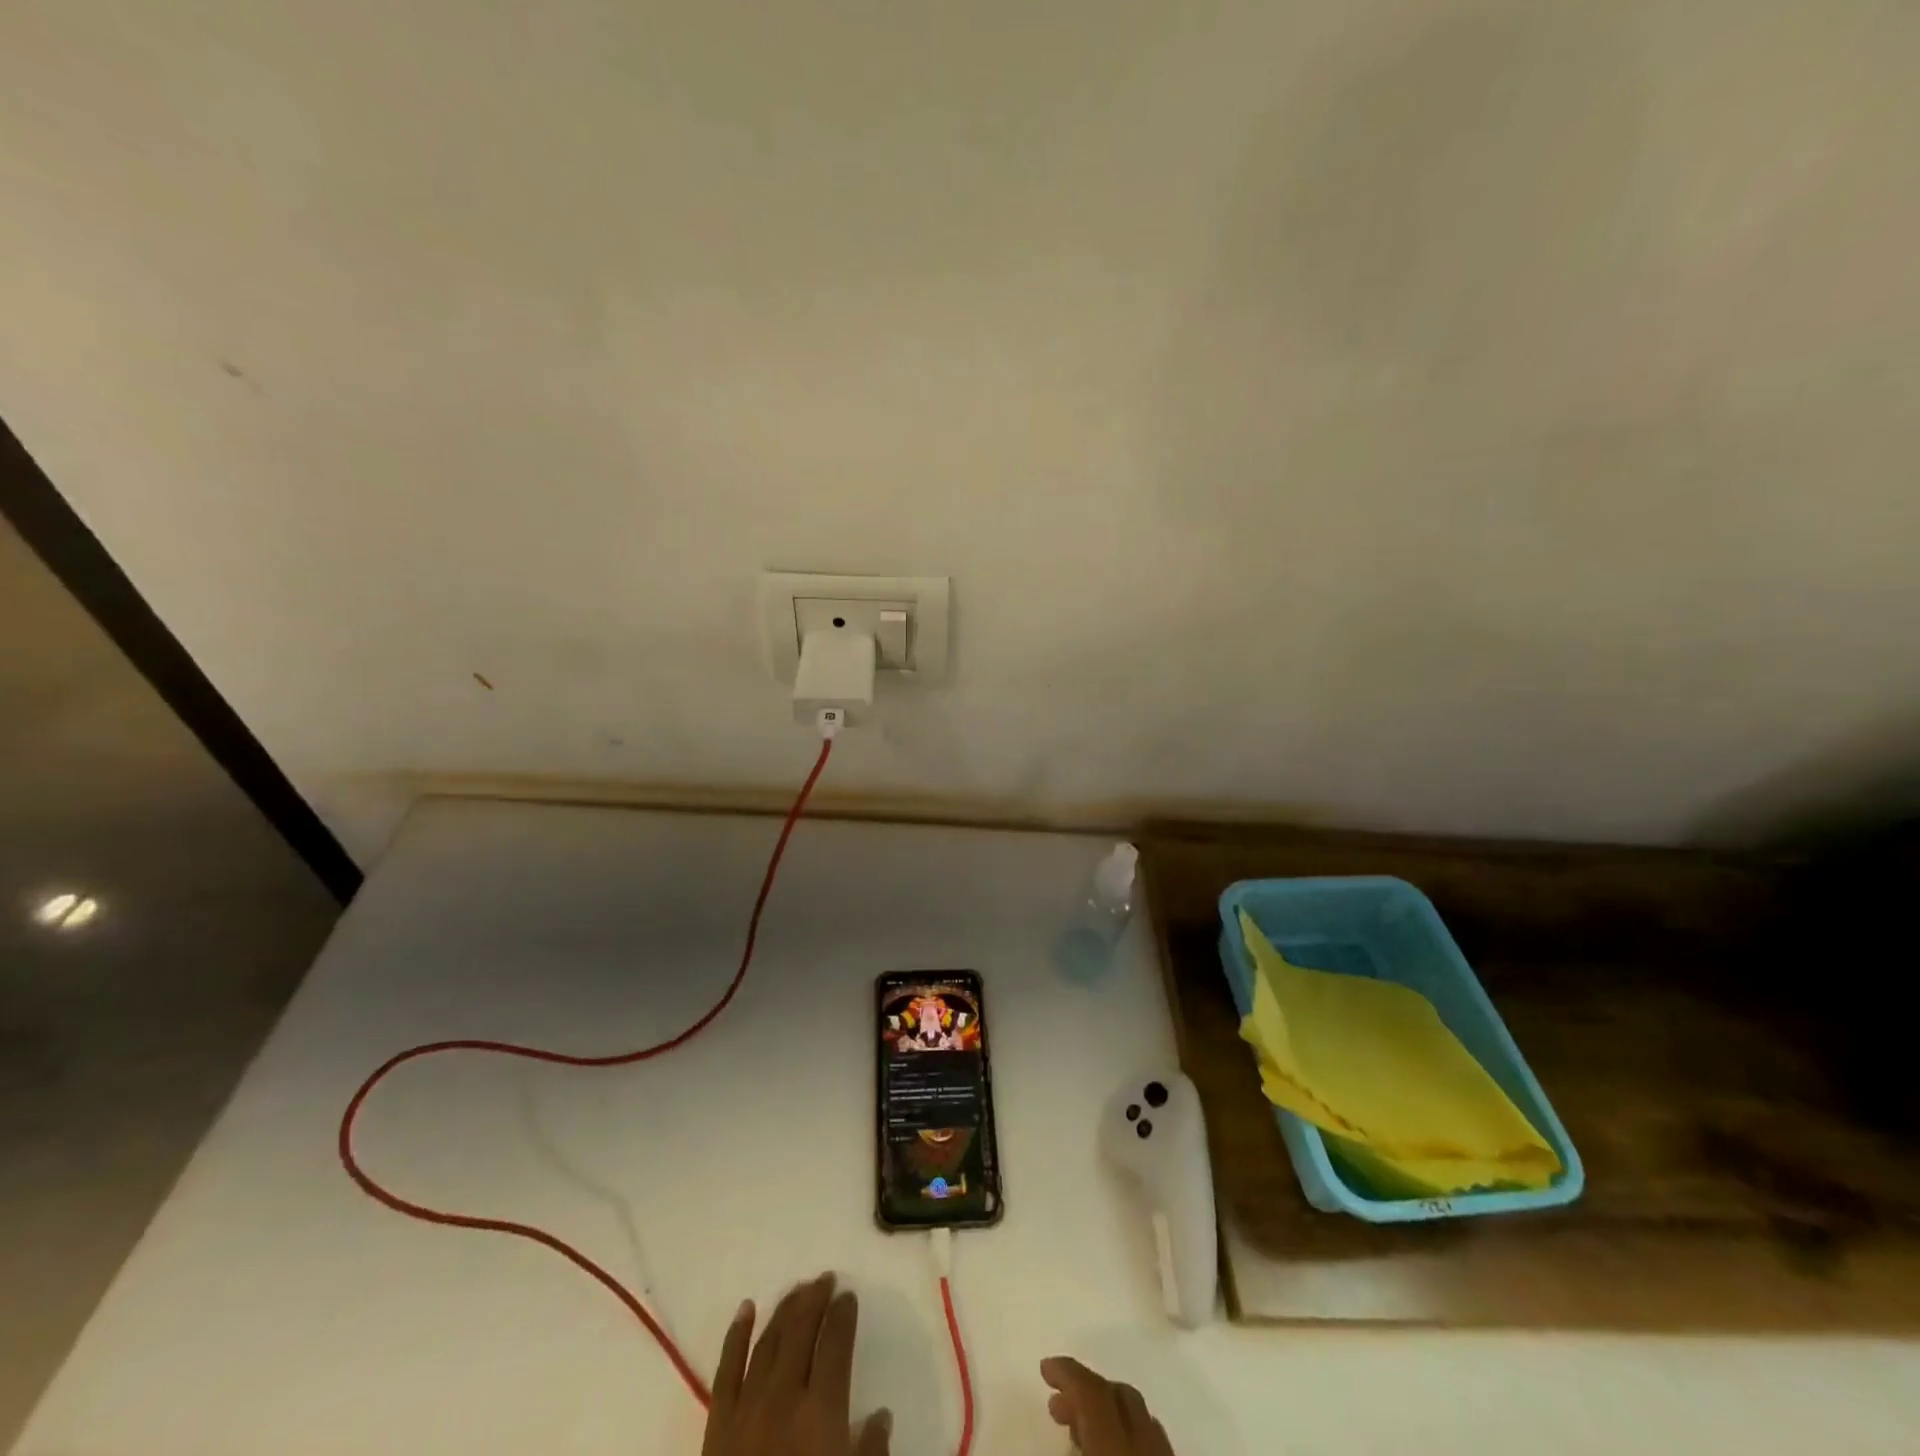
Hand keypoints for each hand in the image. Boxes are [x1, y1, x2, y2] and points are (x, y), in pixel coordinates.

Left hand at [702, 1273, 890, 1455]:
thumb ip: (871, 1453)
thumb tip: (879, 1417)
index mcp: (822, 1411)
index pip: (836, 1343)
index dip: (843, 1315)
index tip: (848, 1296)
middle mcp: (785, 1395)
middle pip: (801, 1330)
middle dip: (815, 1299)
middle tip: (825, 1279)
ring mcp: (747, 1407)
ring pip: (768, 1340)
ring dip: (785, 1309)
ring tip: (797, 1289)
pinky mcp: (717, 1425)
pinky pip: (726, 1369)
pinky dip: (737, 1334)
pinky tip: (746, 1310)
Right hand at [1041, 1357, 1174, 1455]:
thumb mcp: (1090, 1448)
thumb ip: (1070, 1431)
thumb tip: (1053, 1402)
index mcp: (1117, 1439)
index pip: (1093, 1389)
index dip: (1067, 1371)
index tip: (1045, 1366)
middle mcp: (1149, 1439)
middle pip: (1122, 1395)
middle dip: (1089, 1388)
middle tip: (1059, 1402)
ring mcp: (1169, 1454)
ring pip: (1142, 1416)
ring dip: (1111, 1410)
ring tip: (1082, 1427)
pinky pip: (1154, 1441)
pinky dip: (1131, 1433)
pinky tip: (1114, 1447)